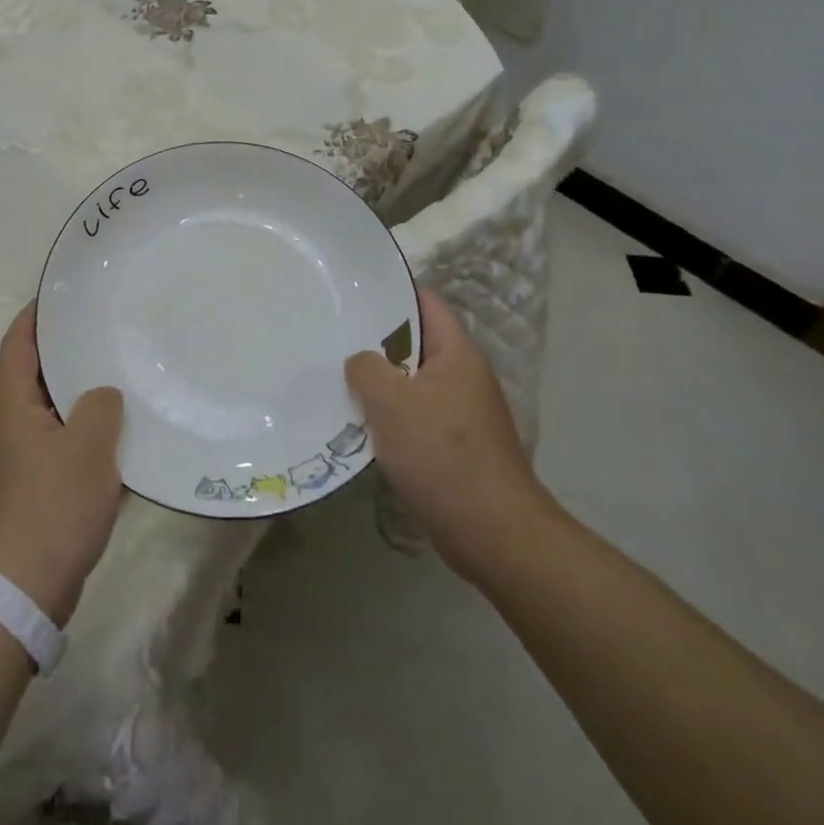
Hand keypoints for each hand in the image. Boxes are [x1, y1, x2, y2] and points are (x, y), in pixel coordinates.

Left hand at [0, 303, 125, 624]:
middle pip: (33, 373)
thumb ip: (100, 406)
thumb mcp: (88, 446)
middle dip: (63, 349)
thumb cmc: (53, 505)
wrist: (25, 587)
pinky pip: (61, 441)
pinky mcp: (36, 486)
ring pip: (51, 409)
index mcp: (13, 406)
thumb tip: (102, 395)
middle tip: (103, 329)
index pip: (17, 344)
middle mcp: (11, 425)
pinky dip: (85, 429)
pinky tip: (119, 432)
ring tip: (118, 372)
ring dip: (78, 391)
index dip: (34, 316)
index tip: (62, 294)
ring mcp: (22, 458)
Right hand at [345, 286, 559, 583]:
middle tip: (332, 335)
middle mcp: (464, 376)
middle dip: (375, 341)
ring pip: (411, 382)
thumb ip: (366, 368)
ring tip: (336, 376)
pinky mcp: (455, 445)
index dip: (390, 292)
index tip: (350, 293)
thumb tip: (360, 361)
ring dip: (379, 382)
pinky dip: (389, 415)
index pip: (424, 303)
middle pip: (414, 343)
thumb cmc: (441, 453)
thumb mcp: (391, 401)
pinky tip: (358, 422)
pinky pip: (415, 415)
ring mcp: (462, 412)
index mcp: (457, 353)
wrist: (491, 532)